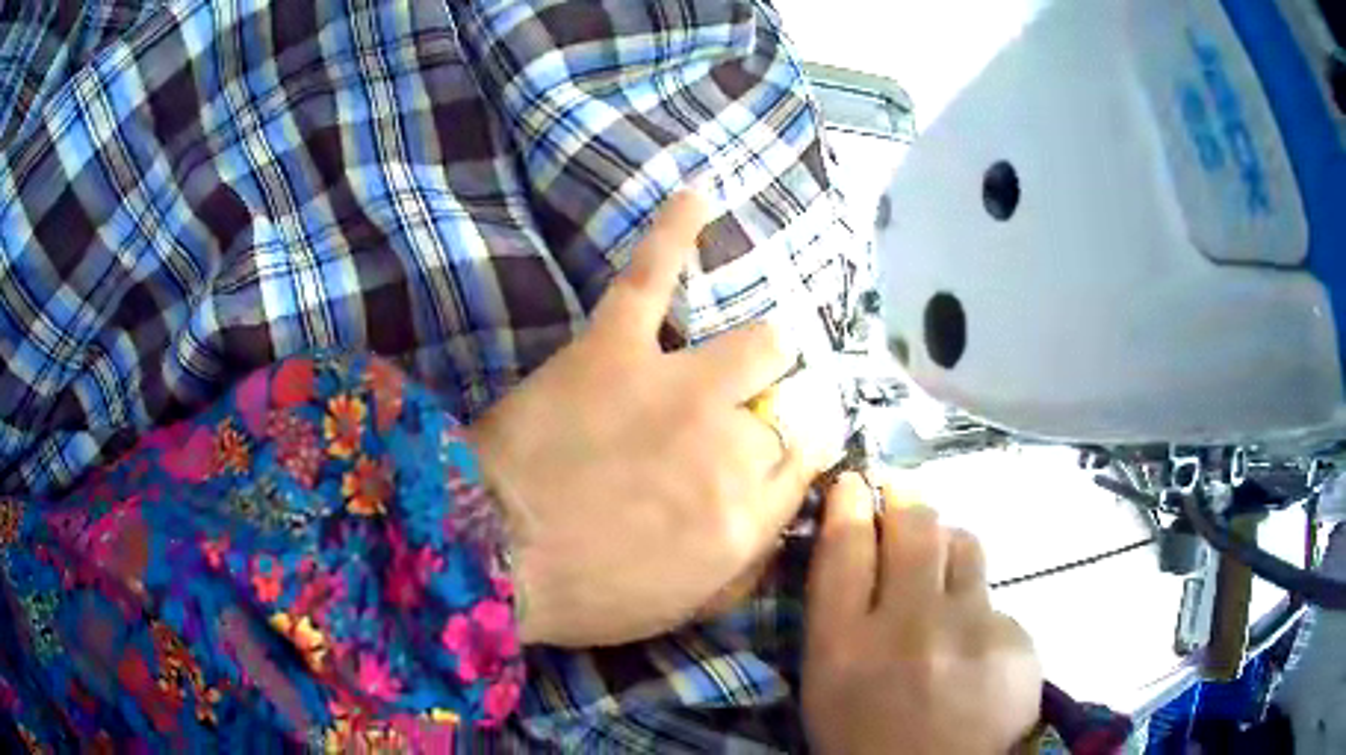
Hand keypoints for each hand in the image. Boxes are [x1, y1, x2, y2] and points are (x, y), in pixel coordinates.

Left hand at [467, 191, 824, 646]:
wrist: (486, 553)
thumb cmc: (583, 592)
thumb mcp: (680, 606)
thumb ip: (741, 565)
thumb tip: (772, 522)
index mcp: (746, 515)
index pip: (805, 463)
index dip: (793, 456)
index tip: (776, 454)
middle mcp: (732, 445)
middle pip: (790, 407)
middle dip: (772, 416)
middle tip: (736, 425)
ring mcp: (679, 386)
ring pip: (761, 345)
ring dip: (761, 352)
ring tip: (747, 354)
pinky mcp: (616, 345)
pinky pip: (654, 273)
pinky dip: (676, 230)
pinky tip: (699, 195)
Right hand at [802, 474, 1042, 754]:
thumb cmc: (866, 741)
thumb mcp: (828, 687)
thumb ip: (839, 620)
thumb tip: (863, 553)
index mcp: (844, 647)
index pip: (845, 546)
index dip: (849, 503)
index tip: (854, 484)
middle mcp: (909, 627)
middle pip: (915, 525)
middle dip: (907, 504)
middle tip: (905, 509)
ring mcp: (971, 631)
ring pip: (965, 545)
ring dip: (950, 550)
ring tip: (945, 582)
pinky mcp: (1017, 640)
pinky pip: (995, 601)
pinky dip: (980, 616)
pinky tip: (975, 655)